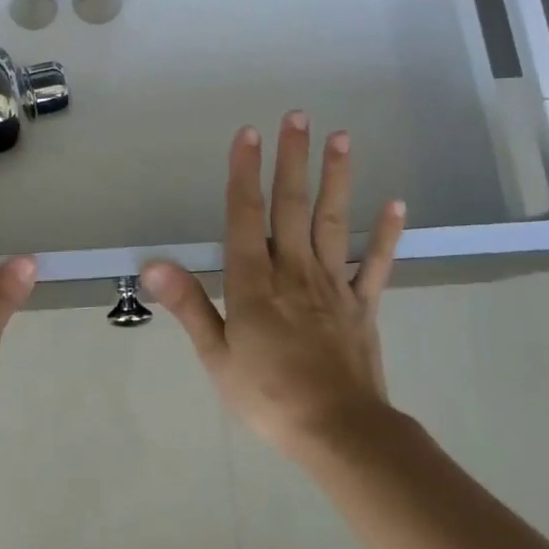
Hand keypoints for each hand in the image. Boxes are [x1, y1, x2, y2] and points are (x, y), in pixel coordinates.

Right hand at [141, 113, 406, 463]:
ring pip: (332, 222)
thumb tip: (153, 264)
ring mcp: (332, 285)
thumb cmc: (268, 396)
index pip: (246, 216)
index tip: (247, 134)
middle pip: (291, 206)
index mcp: (254, 283)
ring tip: (342, 138)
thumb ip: (189, 305)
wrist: (339, 432)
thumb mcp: (217, 356)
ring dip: (337, 178)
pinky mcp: (362, 305)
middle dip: (291, 159)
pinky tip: (396, 203)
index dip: (244, 173)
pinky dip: (385, 234)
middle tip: (297, 117)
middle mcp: (293, 272)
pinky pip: (375, 264)